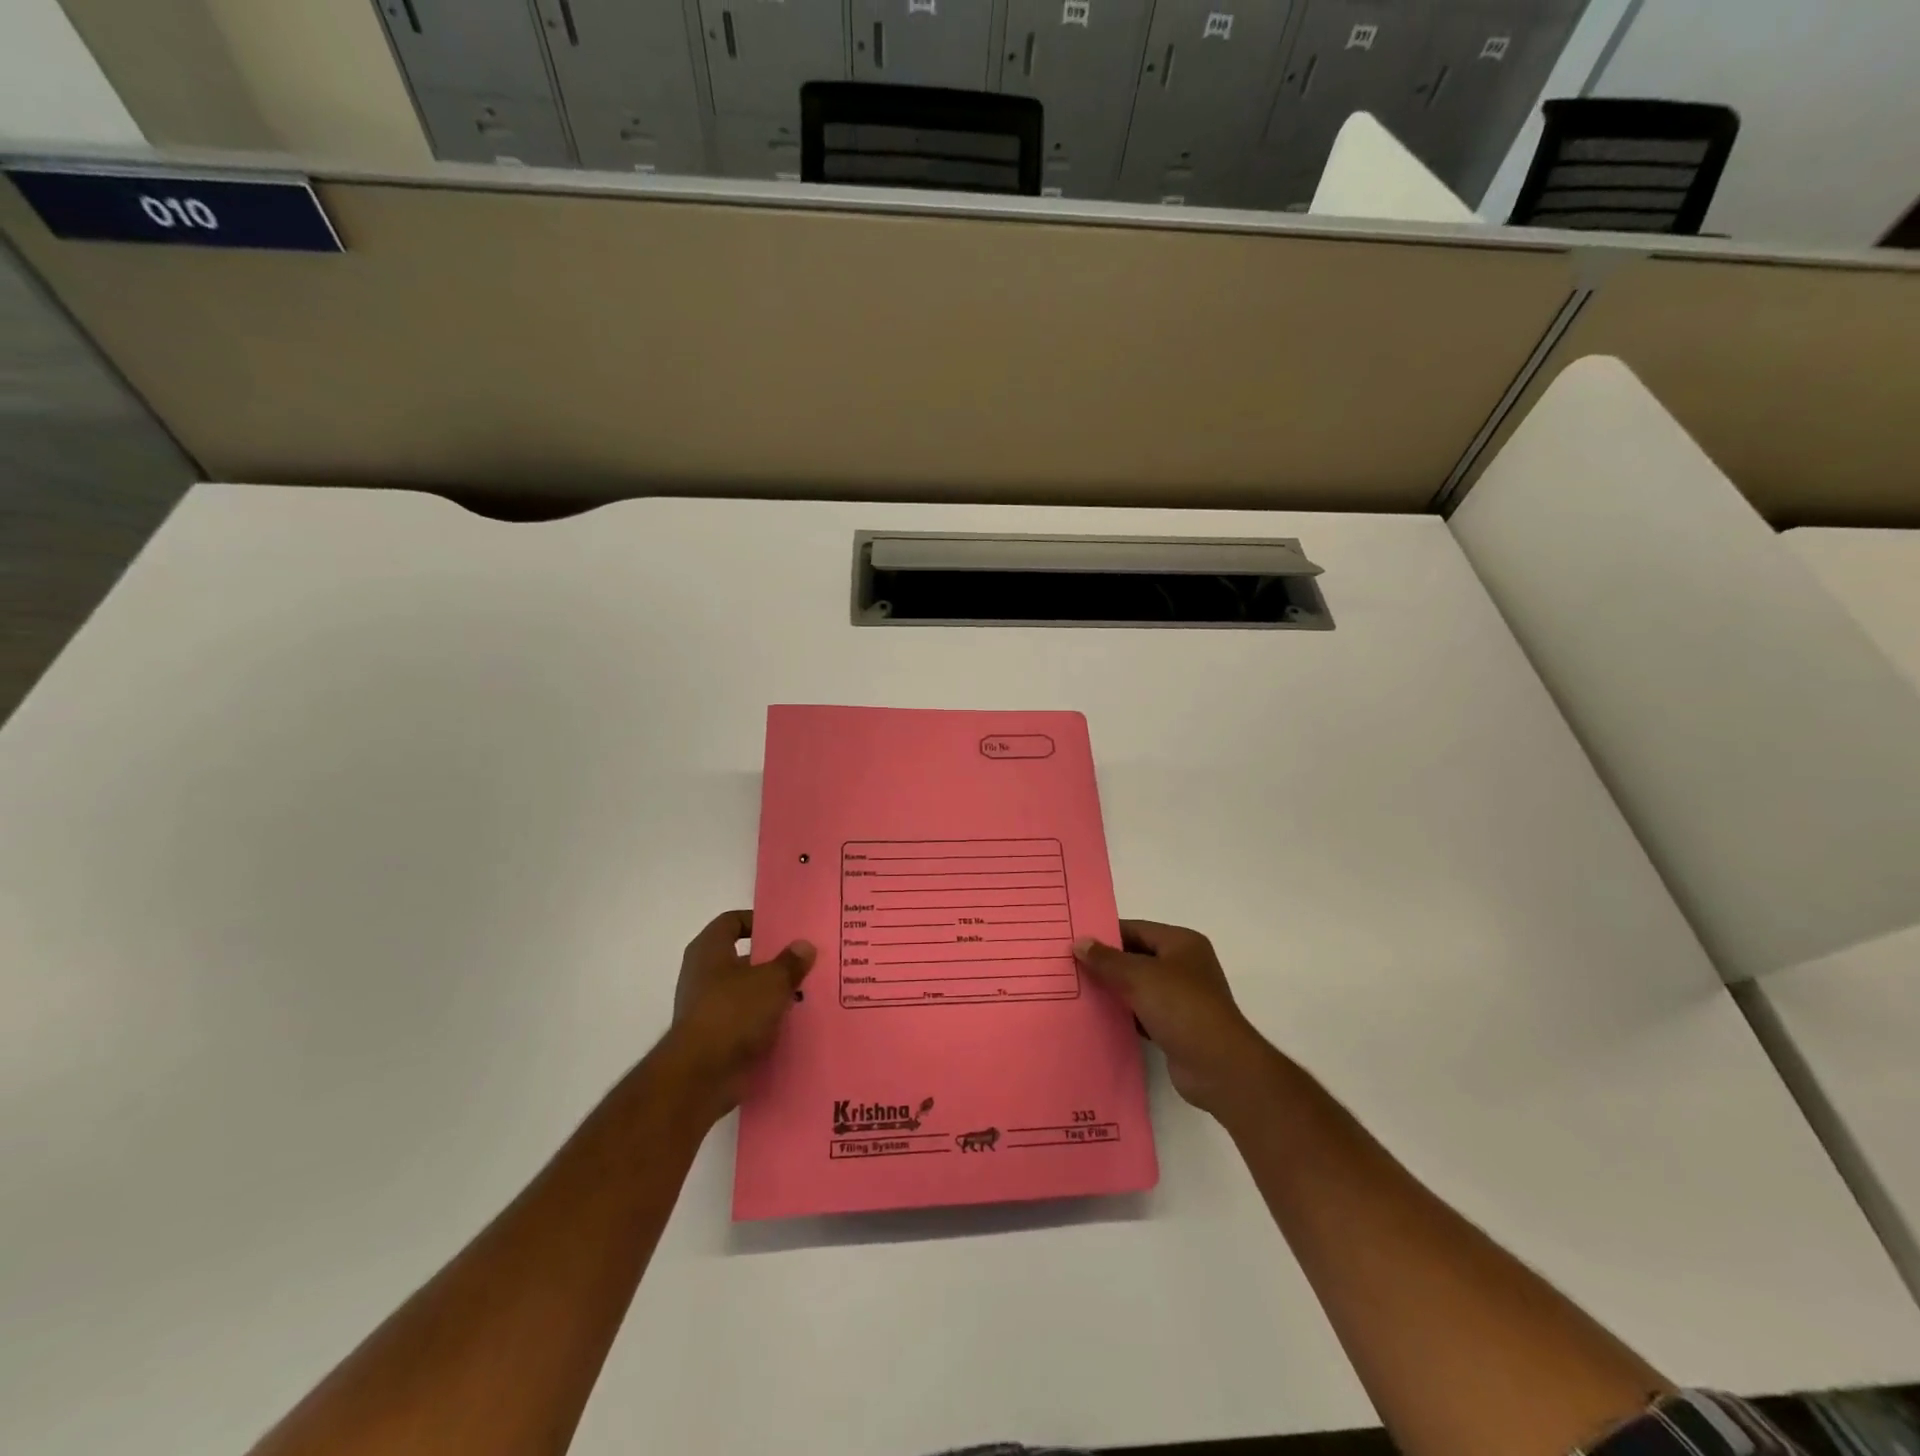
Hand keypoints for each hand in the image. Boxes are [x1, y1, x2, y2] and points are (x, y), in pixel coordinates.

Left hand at [659, 910, 814, 1124]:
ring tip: (807, 993)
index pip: (732, 921)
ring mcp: (707, 1009)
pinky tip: (794, 1024)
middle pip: (742, 959)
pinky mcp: (715, 1039)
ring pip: (747, 993)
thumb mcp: (771, 981)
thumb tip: (804, 945)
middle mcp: (703, 975)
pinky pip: (746, 1022)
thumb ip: (790, 962)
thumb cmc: (733, 1013)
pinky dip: (766, 1023)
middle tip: (806, 962)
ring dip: (773, 994)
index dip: (758, 922)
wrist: (700, 1077)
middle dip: (773, 962)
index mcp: (709, 951)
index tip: (787, 931)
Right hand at [1075, 920, 1276, 1121]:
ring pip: (1138, 986)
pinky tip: (1097, 1017)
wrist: (1218, 1067)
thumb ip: (1107, 960)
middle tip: (1069, 965)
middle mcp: (1184, 966)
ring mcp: (1182, 998)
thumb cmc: (1181, 1007)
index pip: (1136, 929)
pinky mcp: (1176, 1026)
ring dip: (1113, 989)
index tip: (1074, 941)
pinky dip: (1123, 1014)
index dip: (1105, 934)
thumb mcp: (1139, 976)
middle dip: (1106, 963)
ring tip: (1076, 990)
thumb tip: (1080, 942)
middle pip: (1137, 957)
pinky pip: (1142, 1012)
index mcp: (1181, 943)